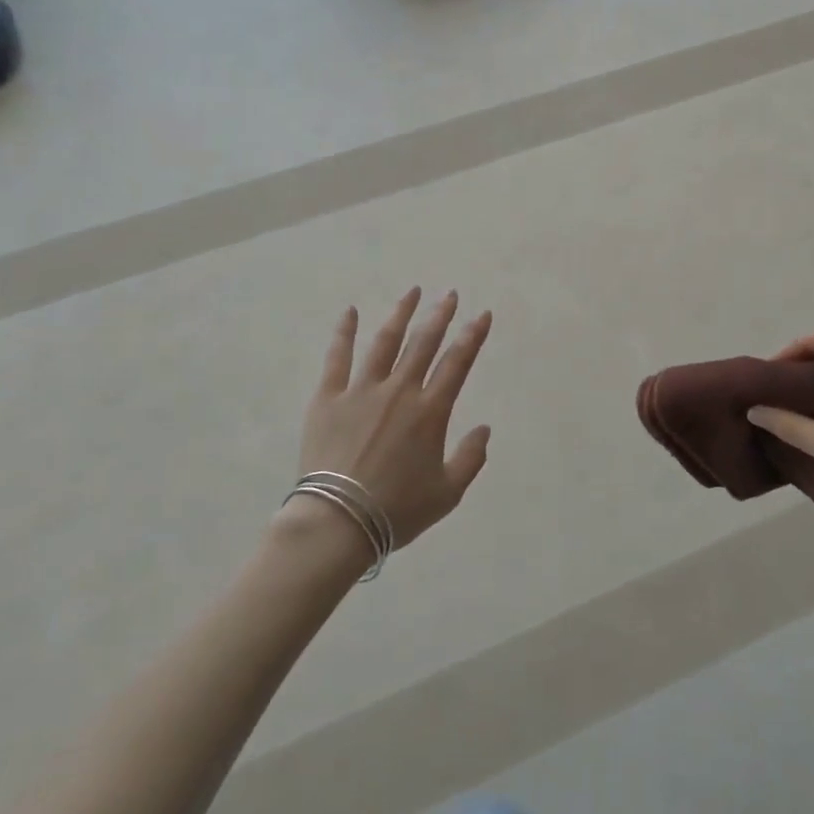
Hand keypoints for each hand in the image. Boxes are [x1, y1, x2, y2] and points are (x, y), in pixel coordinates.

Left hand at [294, 289, 493, 550]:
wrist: (338, 521)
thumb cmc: (397, 510)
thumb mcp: (448, 493)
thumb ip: (471, 458)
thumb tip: (484, 428)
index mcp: (430, 411)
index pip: (458, 363)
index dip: (473, 336)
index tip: (482, 315)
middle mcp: (399, 391)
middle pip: (424, 343)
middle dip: (440, 315)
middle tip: (450, 295)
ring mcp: (362, 390)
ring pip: (385, 341)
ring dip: (401, 314)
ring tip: (413, 292)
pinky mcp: (329, 397)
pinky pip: (338, 358)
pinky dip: (344, 333)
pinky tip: (350, 312)